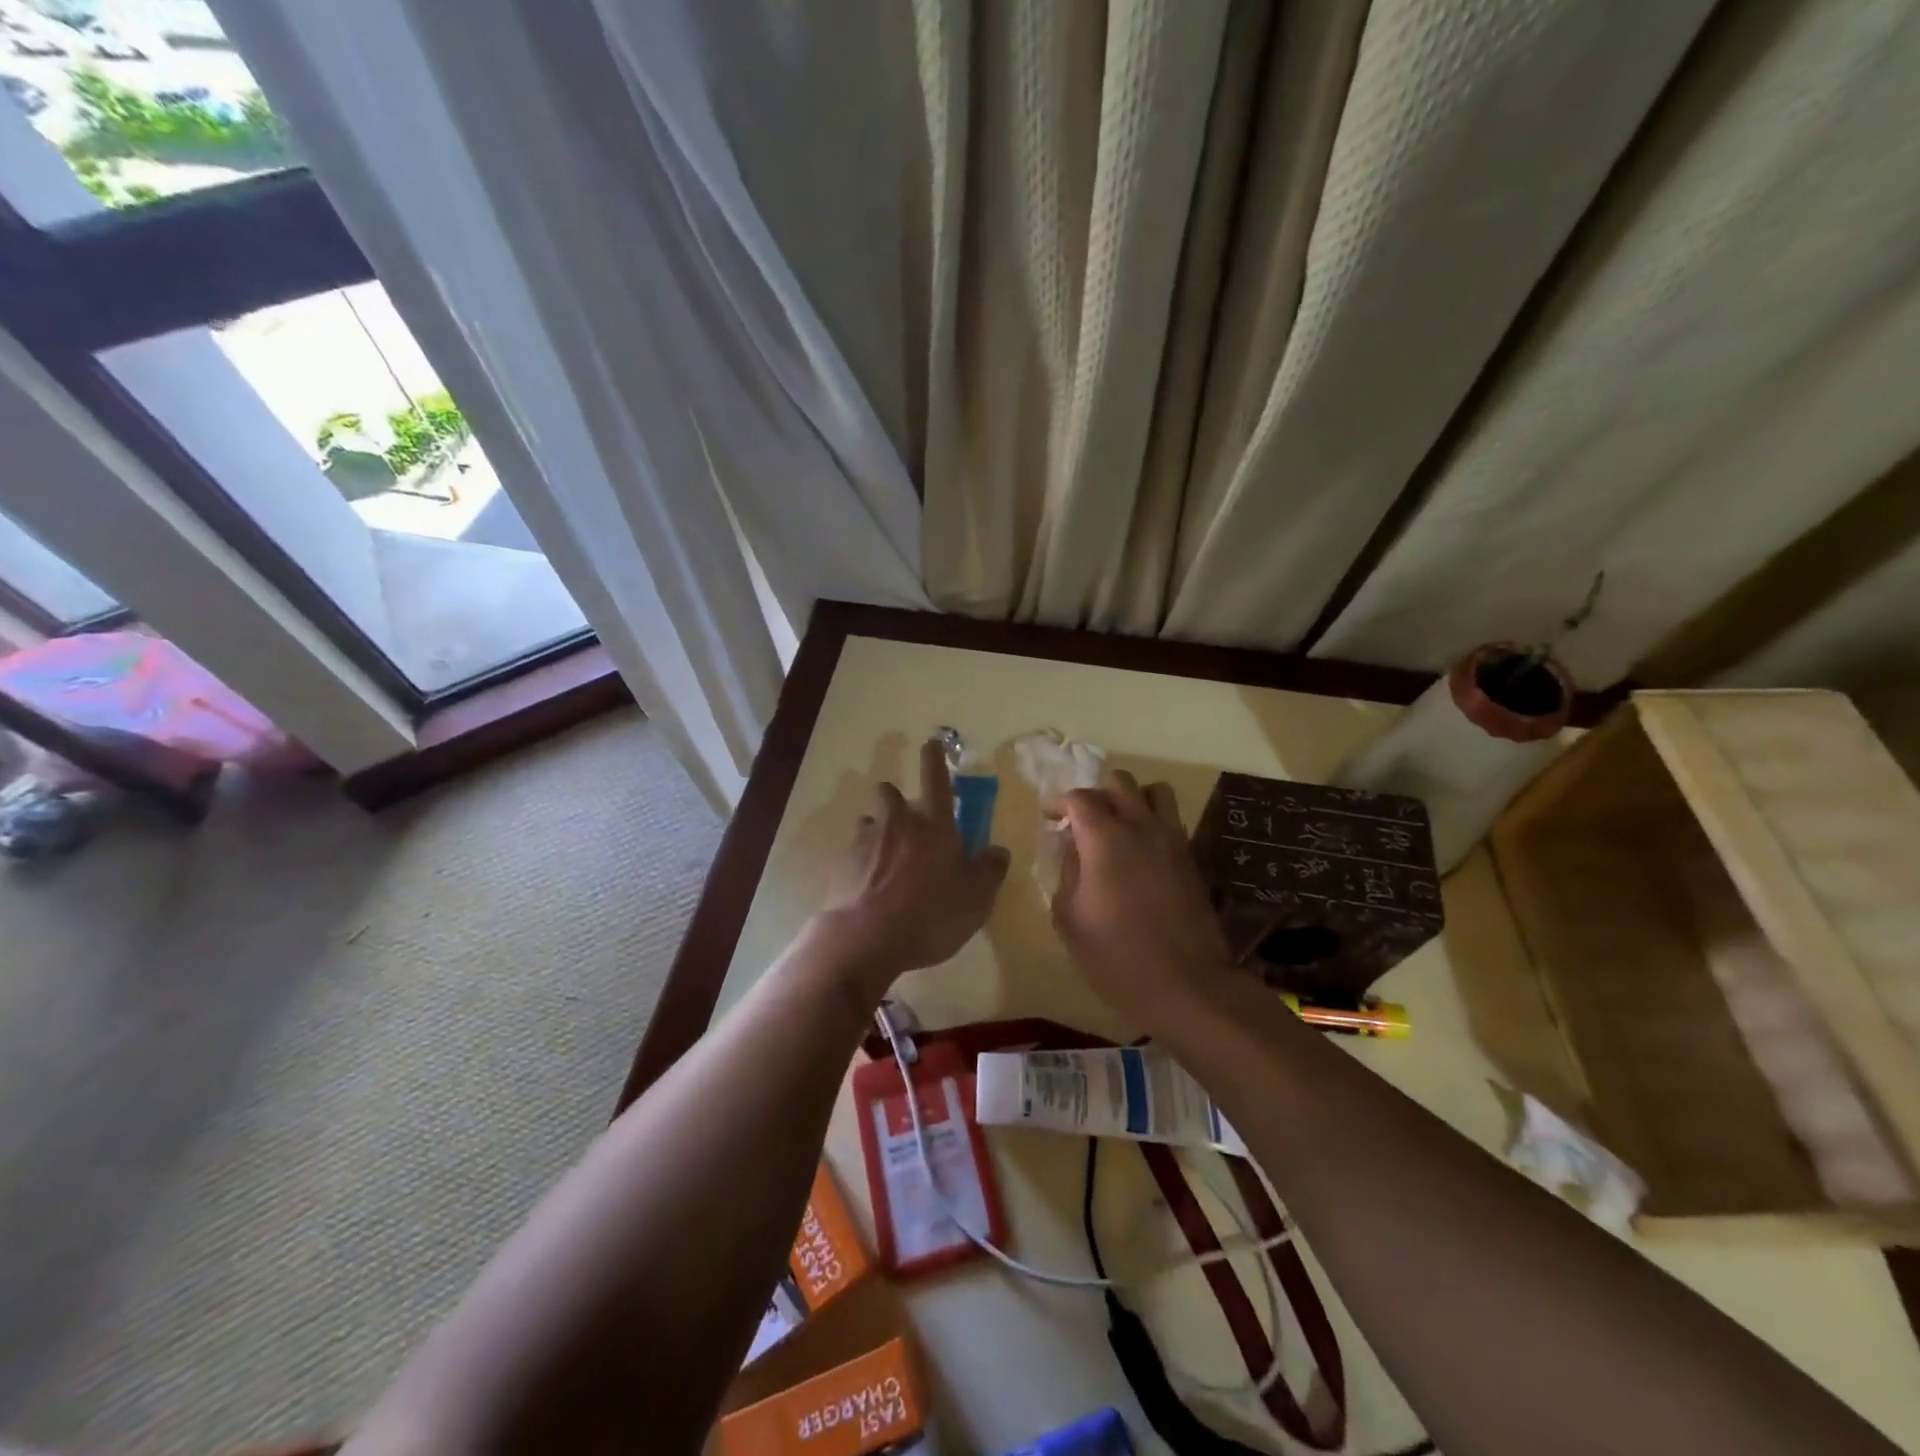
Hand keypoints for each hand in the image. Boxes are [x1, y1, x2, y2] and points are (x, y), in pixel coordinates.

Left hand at [817, 738, 1009, 998]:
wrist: (867, 939)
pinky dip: (860, 862)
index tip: (930, 743)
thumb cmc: (931, 916)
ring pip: (868, 822)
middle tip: (906, 822)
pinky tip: (866, 886)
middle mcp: (897, 824)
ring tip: (883, 859)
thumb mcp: (976, 900)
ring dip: (877, 832)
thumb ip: (989, 871)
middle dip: (896, 799)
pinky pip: (852, 852)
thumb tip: (998, 850)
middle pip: (890, 794)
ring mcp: (865, 841)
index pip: (936, 781)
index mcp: (934, 827)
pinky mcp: (840, 864)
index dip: (934, 759)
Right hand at [1054, 771, 1235, 1032]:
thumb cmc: (1116, 956)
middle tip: (1082, 822)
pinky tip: (1140, 852)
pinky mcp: (1191, 858)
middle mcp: (1141, 828)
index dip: (1060, 803)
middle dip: (1096, 795)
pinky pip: (1170, 820)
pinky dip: (1152, 821)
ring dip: (1132, 799)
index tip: (1051, 820)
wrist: (1186, 985)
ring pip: (1155, 792)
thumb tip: (1073, 849)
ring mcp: (1172, 840)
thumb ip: (1066, 872)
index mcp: (1105, 839)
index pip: (1080, 797)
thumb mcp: (1069, 919)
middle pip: (1120, 783)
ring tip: (1118, 826)